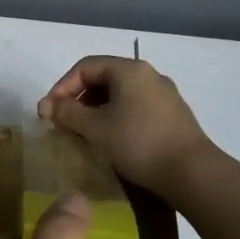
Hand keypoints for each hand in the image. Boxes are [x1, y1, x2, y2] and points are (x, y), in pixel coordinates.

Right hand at [37, 56, 213, 200]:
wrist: (192, 172)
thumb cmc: (138, 143)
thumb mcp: (95, 128)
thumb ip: (67, 112)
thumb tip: (47, 105)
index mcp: (129, 69)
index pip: (85, 67)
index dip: (61, 87)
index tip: (48, 112)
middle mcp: (148, 75)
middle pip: (102, 78)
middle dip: (77, 99)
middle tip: (63, 123)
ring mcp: (163, 95)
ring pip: (119, 94)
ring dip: (95, 110)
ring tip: (83, 133)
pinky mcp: (172, 115)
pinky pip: (134, 107)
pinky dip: (115, 117)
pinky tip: (110, 140)